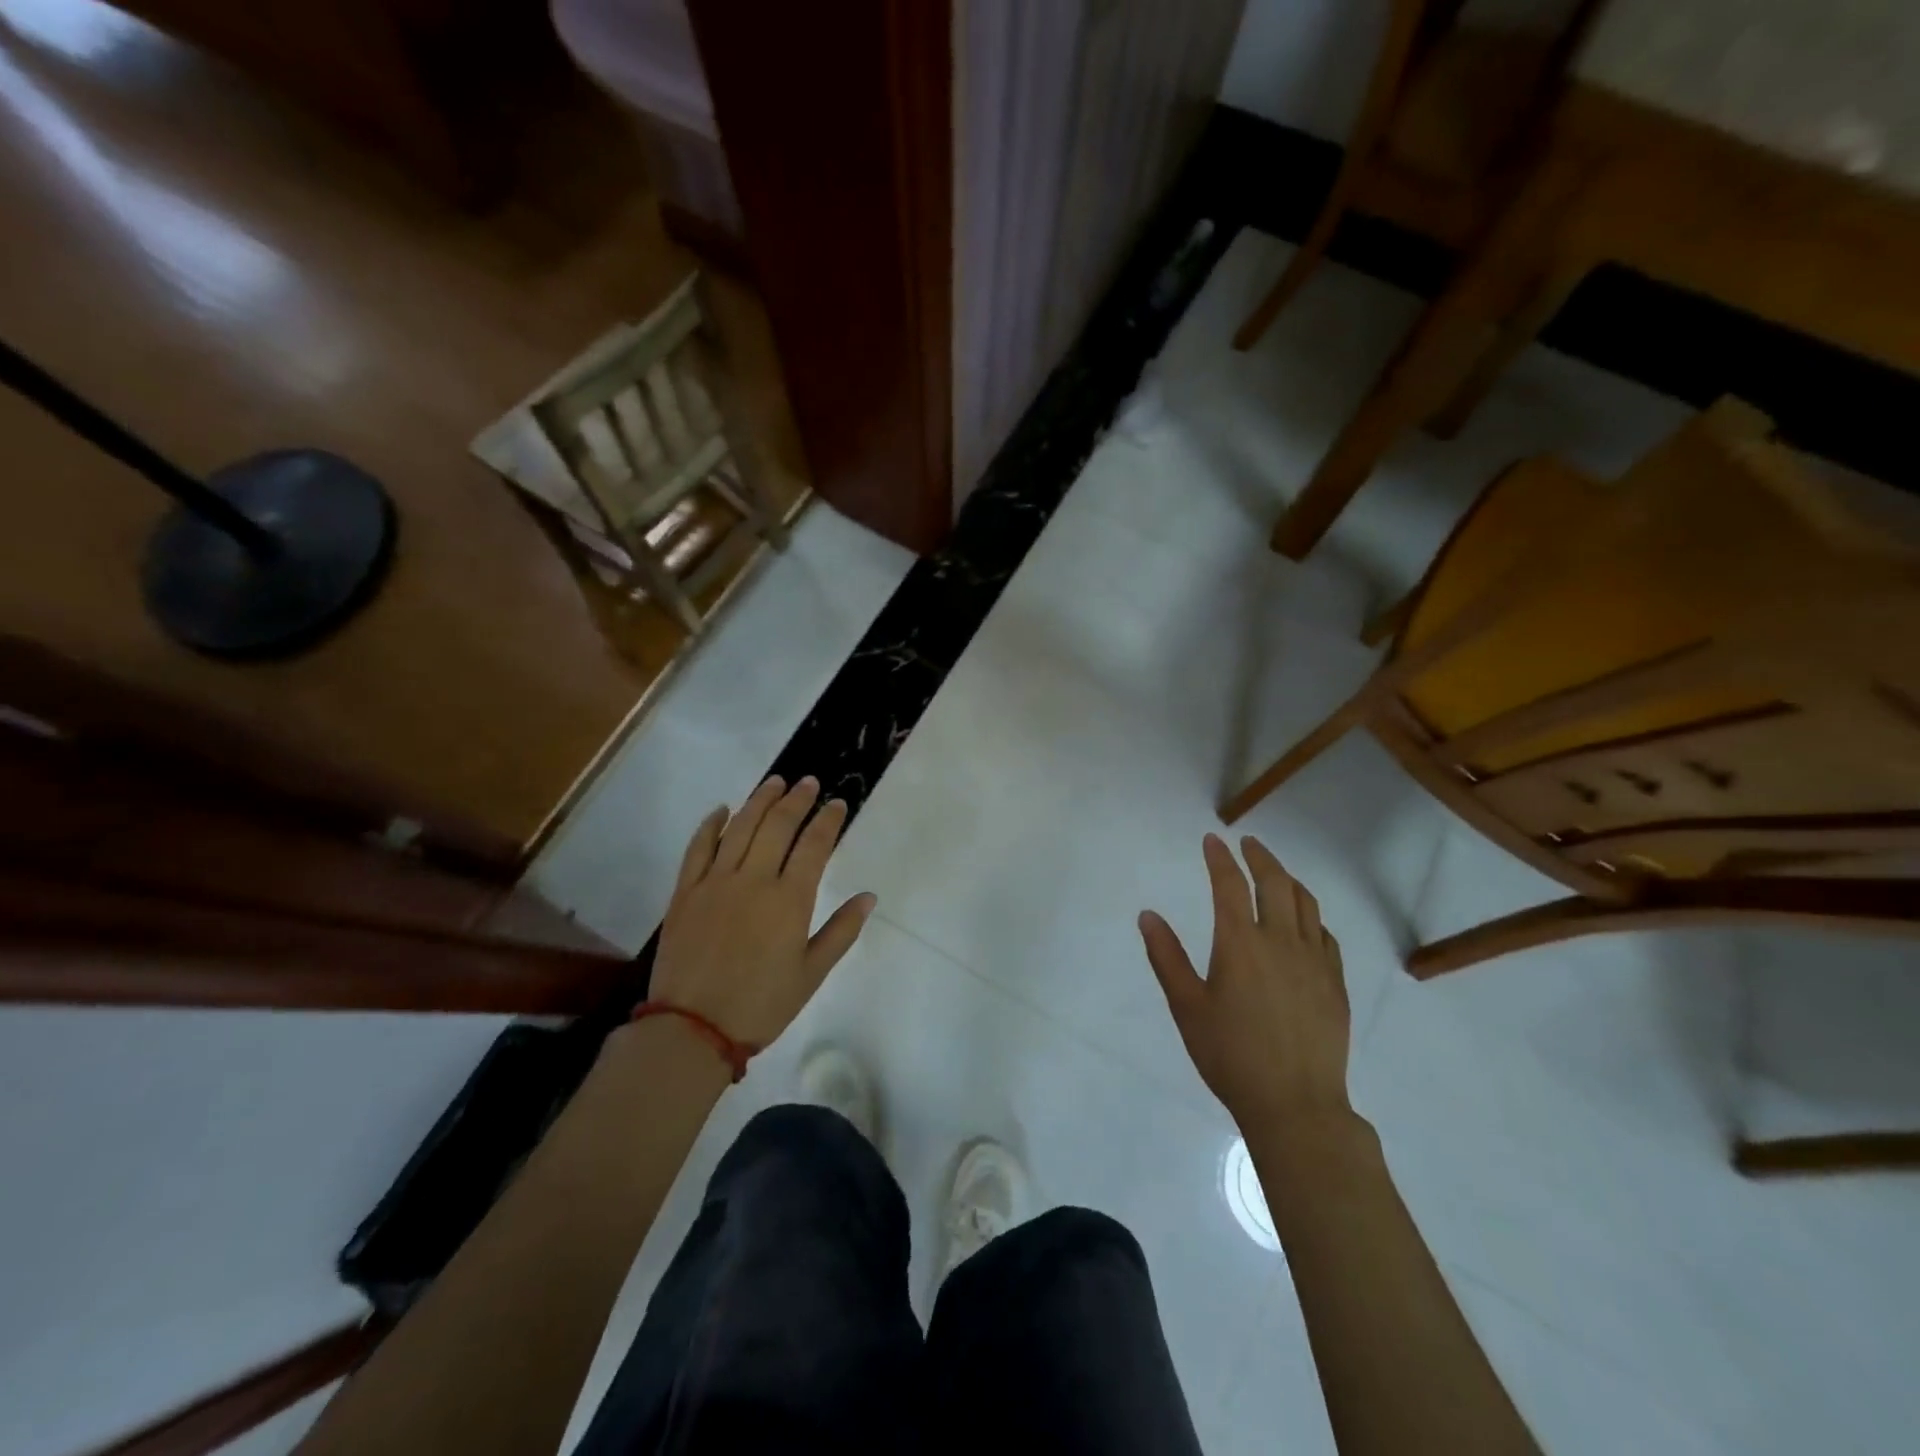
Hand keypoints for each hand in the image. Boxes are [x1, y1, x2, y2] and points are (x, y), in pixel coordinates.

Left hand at [646, 776, 875, 1048]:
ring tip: (775, 783)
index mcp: (789, 900)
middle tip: (808, 783)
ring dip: (759, 800)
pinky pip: (698, 848)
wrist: (692, 1029)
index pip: (814, 845)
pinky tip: (721, 810)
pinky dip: (710, 825)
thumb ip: (841, 931)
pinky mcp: (685, 892)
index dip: (828, 820)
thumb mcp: (811, 974)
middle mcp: (754, 880)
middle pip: (777, 825)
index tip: (837, 803)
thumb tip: (868, 896)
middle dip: (796, 800)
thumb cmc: (761, 1005)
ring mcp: (715, 882)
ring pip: (740, 827)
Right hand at [1139, 834, 1351, 1133]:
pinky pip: (1325, 935)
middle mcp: (1280, 941)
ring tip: (1276, 872)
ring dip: (1288, 879)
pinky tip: (1304, 922)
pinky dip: (1311, 916)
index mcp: (1240, 943)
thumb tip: (1148, 915)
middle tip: (1248, 843)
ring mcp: (1314, 961)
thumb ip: (1166, 957)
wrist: (1296, 1105)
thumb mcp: (1186, 1007)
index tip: (1212, 840)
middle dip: (1260, 857)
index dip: (1219, 858)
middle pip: (1275, 883)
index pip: (1229, 884)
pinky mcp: (1335, 983)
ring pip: (1306, 903)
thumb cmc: (1230, 1055)